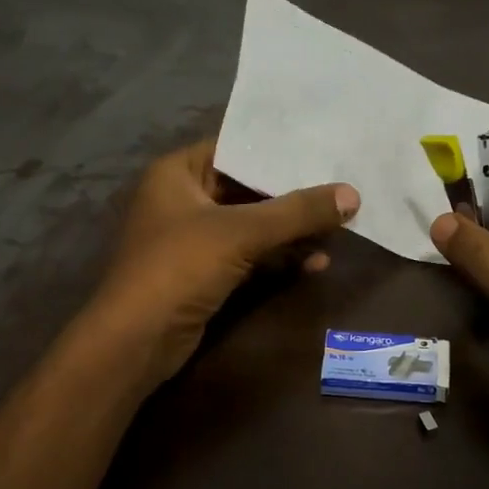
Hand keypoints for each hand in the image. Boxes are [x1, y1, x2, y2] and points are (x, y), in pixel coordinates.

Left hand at [91, 140, 359, 386]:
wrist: (135, 341)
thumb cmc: (179, 267)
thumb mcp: (240, 233)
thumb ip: (296, 212)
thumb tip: (353, 194)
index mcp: (178, 173)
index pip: (235, 148)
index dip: (278, 150)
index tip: (324, 148)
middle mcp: (184, 200)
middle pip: (248, 189)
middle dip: (293, 196)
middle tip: (342, 189)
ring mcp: (194, 240)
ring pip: (252, 226)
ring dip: (291, 231)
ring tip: (339, 229)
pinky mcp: (205, 274)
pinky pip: (249, 256)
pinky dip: (278, 258)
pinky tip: (316, 263)